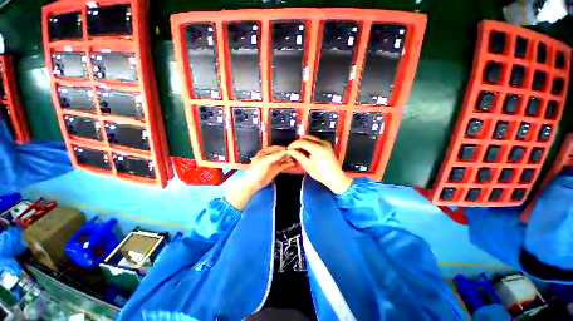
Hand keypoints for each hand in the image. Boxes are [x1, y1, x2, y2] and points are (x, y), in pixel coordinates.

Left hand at [226, 146, 294, 209]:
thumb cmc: (256, 170)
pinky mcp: (277, 170)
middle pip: (280, 153)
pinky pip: (283, 166)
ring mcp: (274, 164)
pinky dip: (288, 165)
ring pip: (283, 159)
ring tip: (295, 158)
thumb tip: (284, 151)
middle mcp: (270, 157)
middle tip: (294, 153)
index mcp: (265, 153)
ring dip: (288, 159)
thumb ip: (274, 156)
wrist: (254, 183)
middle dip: (286, 153)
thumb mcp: (264, 161)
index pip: (275, 148)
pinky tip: (293, 164)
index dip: (281, 148)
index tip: (288, 149)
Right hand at [286, 136, 352, 194]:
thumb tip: (289, 151)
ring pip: (311, 138)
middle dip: (298, 142)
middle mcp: (322, 142)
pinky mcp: (327, 146)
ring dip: (304, 142)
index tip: (287, 149)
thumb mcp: (307, 165)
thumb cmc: (320, 173)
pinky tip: (306, 150)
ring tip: (298, 150)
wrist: (335, 178)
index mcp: (317, 147)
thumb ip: (298, 155)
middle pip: (306, 138)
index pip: (302, 142)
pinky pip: (316, 141)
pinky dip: (310, 144)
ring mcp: (326, 143)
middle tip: (292, 149)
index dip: (293, 145)